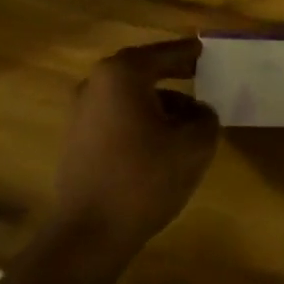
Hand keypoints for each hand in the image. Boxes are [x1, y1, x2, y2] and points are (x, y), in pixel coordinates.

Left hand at [52, 38, 220, 255]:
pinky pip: (116, 116)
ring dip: (158, 102)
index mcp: (122, 74)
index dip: (189, 52)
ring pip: (129, 95)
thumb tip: (198, 111)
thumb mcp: (194, 145)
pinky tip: (160, 143)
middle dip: (173, 75)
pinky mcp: (76, 138)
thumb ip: (205, 117)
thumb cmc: (144, 178)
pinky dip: (139, 119)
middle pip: (143, 71)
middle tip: (201, 78)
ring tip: (187, 121)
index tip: (207, 51)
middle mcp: (96, 83)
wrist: (90, 231)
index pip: (165, 53)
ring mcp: (81, 111)